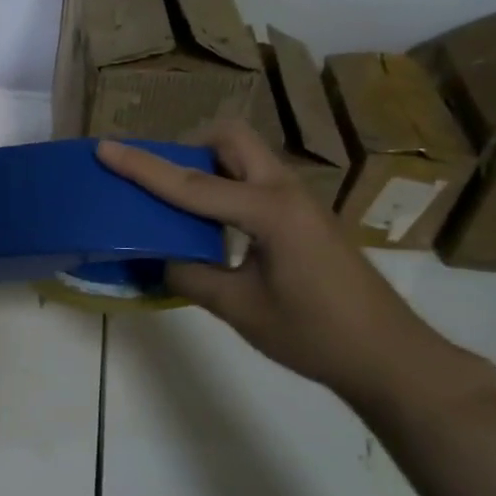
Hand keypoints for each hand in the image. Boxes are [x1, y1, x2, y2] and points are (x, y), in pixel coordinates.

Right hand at [97, 123, 491, 410]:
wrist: (389, 356)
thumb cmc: (315, 334)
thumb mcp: (241, 309)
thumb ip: (192, 277)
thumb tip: (161, 259)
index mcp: (269, 211)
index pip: (192, 184)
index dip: (143, 167)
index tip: (106, 147)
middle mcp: (285, 192)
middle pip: (231, 139)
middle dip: (189, 145)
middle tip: (160, 178)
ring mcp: (299, 202)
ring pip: (246, 157)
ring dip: (208, 165)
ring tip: (178, 202)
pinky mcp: (304, 218)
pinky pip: (255, 182)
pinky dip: (225, 187)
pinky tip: (213, 227)